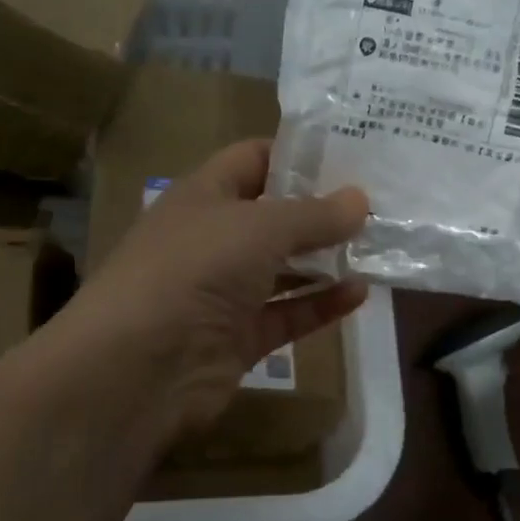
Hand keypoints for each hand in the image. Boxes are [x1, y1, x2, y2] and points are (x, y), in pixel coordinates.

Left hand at [67, 139, 368, 436]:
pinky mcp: (238, 338)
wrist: (140, 365)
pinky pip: (286, 315)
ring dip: (325, 261)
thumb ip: (315, 214)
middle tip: (379, 205)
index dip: (298, 154)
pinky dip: (320, 305)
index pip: (253, 159)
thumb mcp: (261, 228)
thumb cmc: (196, 269)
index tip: (351, 155)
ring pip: (283, 270)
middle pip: (273, 217)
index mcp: (205, 195)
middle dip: (321, 212)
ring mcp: (224, 292)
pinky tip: (359, 294)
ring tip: (378, 250)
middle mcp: (213, 239)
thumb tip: (361, 199)